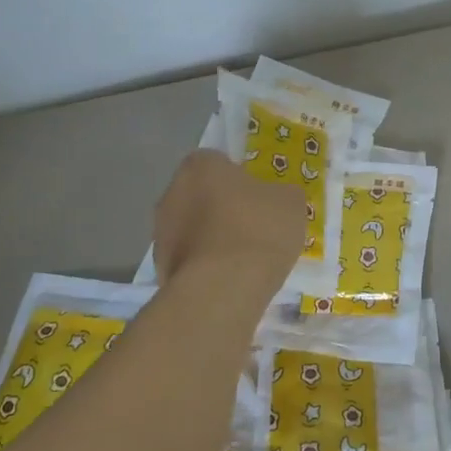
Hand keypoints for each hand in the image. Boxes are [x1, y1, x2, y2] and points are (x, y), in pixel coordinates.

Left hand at [153, 150, 305, 285]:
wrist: (224, 288)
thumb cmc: (258, 230)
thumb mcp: (291, 203)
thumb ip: (280, 194)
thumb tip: (276, 198)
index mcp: (200, 166)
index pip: (217, 162)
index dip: (239, 179)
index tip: (258, 197)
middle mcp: (172, 192)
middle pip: (200, 194)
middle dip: (221, 208)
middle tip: (252, 226)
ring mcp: (161, 232)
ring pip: (191, 228)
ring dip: (211, 238)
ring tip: (241, 259)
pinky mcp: (160, 268)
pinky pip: (188, 259)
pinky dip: (204, 265)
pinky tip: (227, 279)